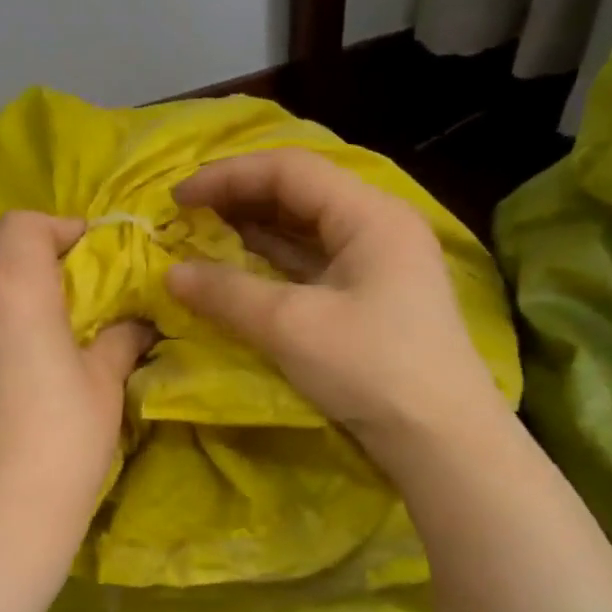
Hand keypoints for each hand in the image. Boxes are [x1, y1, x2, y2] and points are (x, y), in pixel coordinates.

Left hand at [0, 211, 152, 561]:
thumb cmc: (63, 441)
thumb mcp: (104, 386)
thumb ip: (119, 340)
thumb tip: (136, 324)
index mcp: (12, 291)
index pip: (23, 225)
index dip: (57, 228)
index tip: (85, 252)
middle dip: (32, 273)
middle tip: (66, 309)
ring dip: (1, 311)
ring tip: (29, 354)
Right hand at [166, 149, 506, 478]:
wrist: (441, 440)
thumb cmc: (371, 369)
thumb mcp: (291, 326)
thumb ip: (227, 293)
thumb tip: (170, 274)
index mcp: (370, 215)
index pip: (289, 171)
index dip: (228, 177)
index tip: (178, 199)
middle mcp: (377, 227)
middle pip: (299, 194)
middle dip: (239, 201)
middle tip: (187, 219)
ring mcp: (377, 264)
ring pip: (305, 231)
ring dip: (253, 233)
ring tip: (203, 240)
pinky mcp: (371, 299)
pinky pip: (312, 265)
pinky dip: (272, 265)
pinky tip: (239, 273)